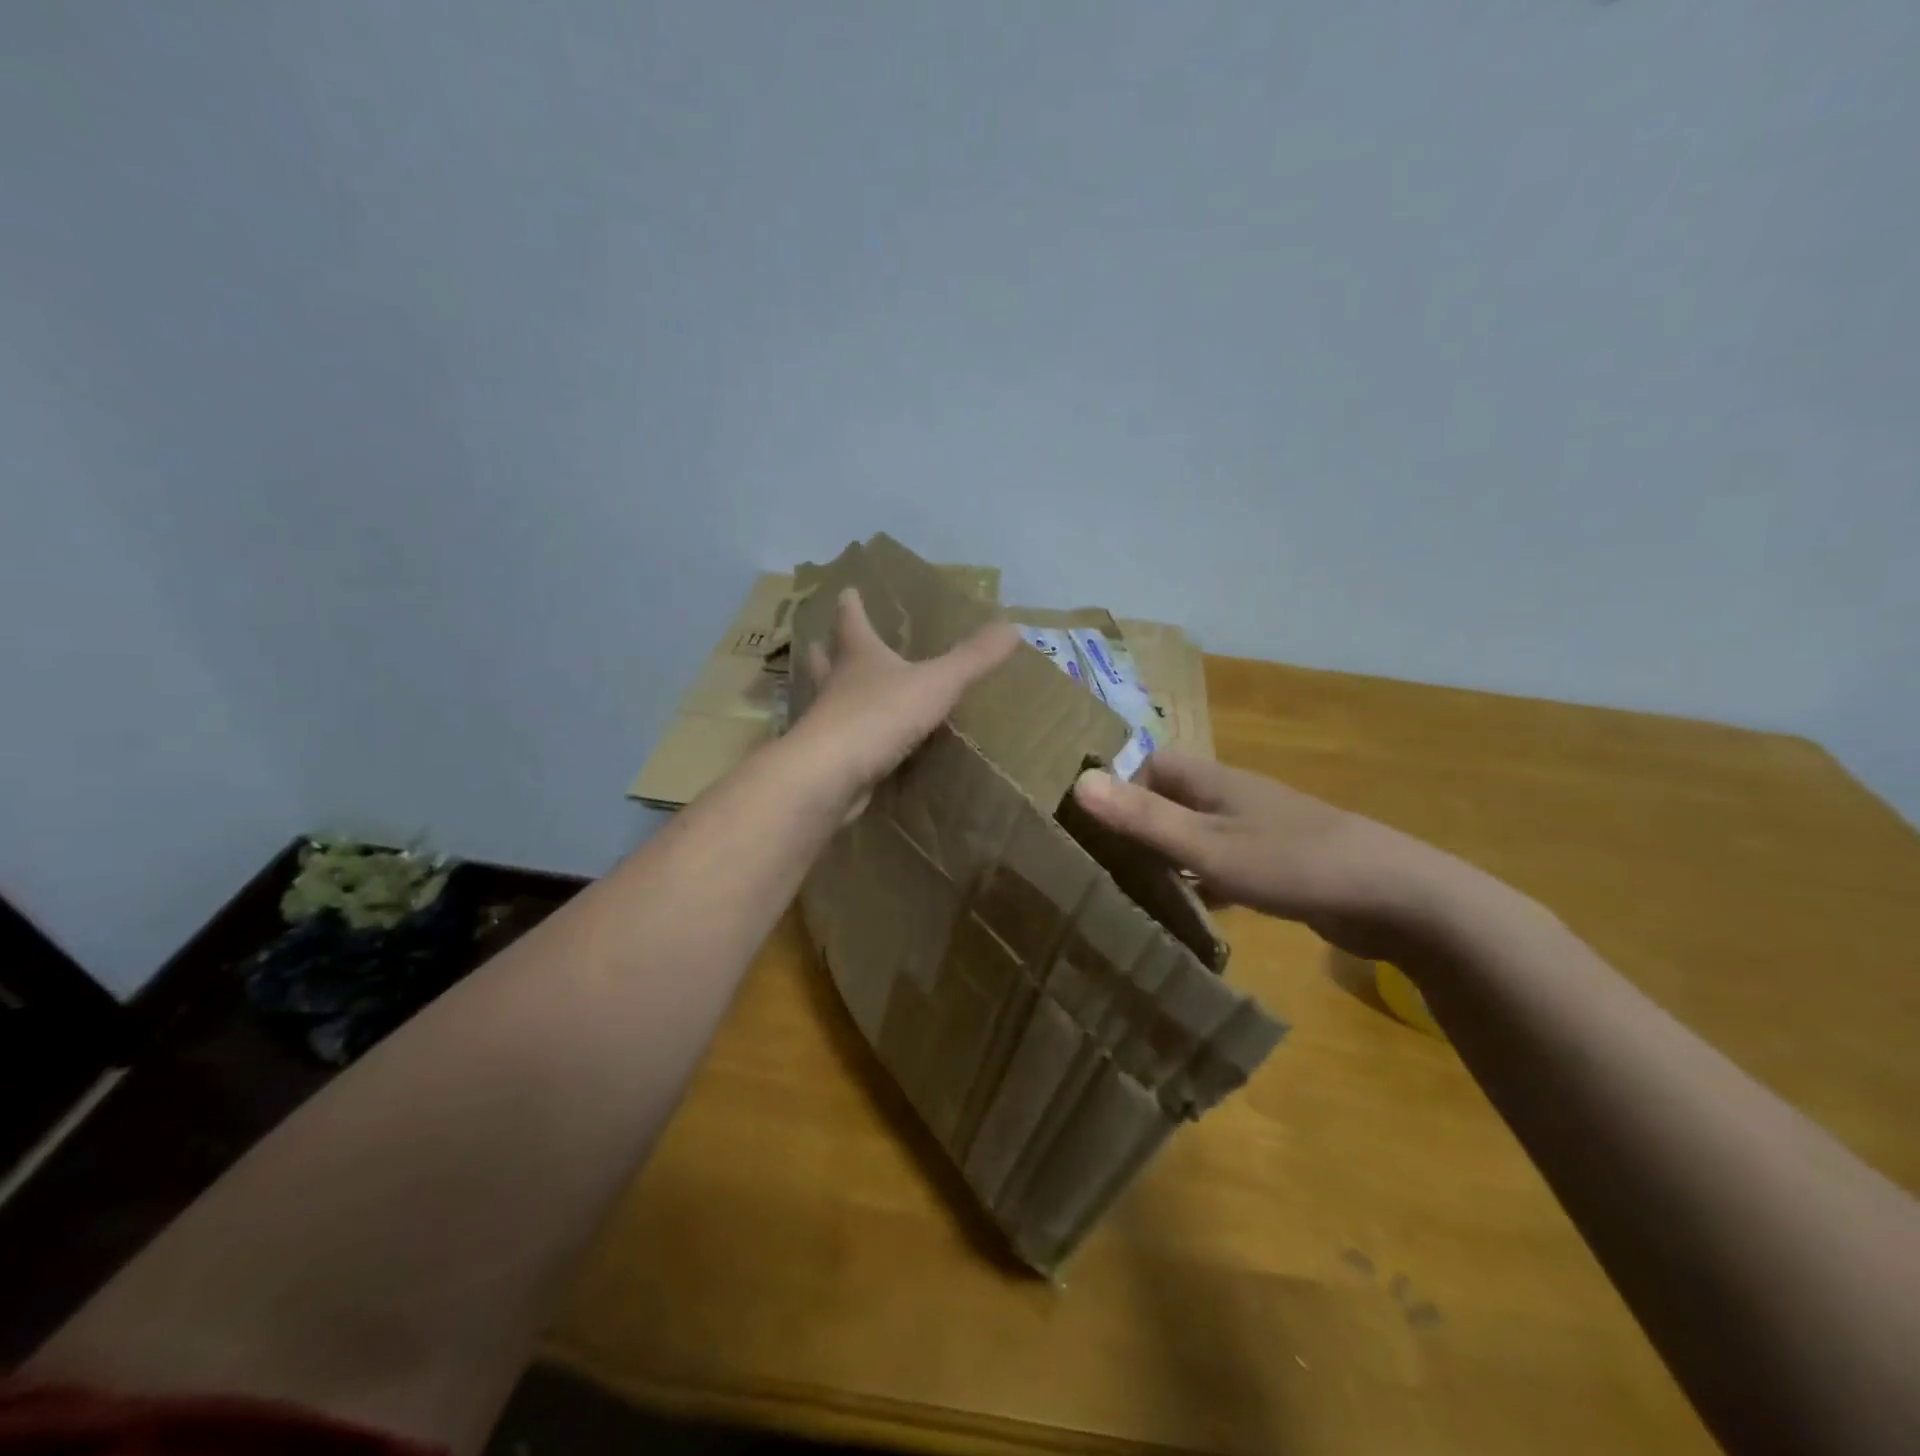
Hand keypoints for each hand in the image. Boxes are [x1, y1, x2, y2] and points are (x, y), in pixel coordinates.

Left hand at [792, 587, 1018, 800]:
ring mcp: (827, 722)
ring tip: (840, 689)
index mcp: (858, 656)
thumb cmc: (880, 715)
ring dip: (831, 691)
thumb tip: (1013, 626)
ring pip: (827, 699)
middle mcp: (836, 683)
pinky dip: (848, 735)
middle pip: (826, 659)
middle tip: (823, 640)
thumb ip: (973, 658)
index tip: (847, 591)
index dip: (852, 604)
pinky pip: (840, 739)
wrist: (831, 775)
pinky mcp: (828, 757)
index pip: (852, 620)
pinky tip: (861, 744)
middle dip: (828, 649)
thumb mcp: (936, 683)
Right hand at [1071, 751, 1459, 960]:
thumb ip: (1144, 819)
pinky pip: (1225, 866)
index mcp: (1214, 782)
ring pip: (1198, 835)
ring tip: (1138, 894)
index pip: (1153, 765)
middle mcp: (1233, 798)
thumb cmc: (1292, 862)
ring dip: (1171, 857)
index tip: (1099, 830)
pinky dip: (1204, 884)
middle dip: (1141, 827)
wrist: (1395, 896)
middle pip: (1172, 800)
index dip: (1123, 789)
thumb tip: (1077, 784)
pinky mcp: (1279, 864)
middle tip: (1109, 867)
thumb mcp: (1208, 846)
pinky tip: (1194, 914)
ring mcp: (1260, 831)